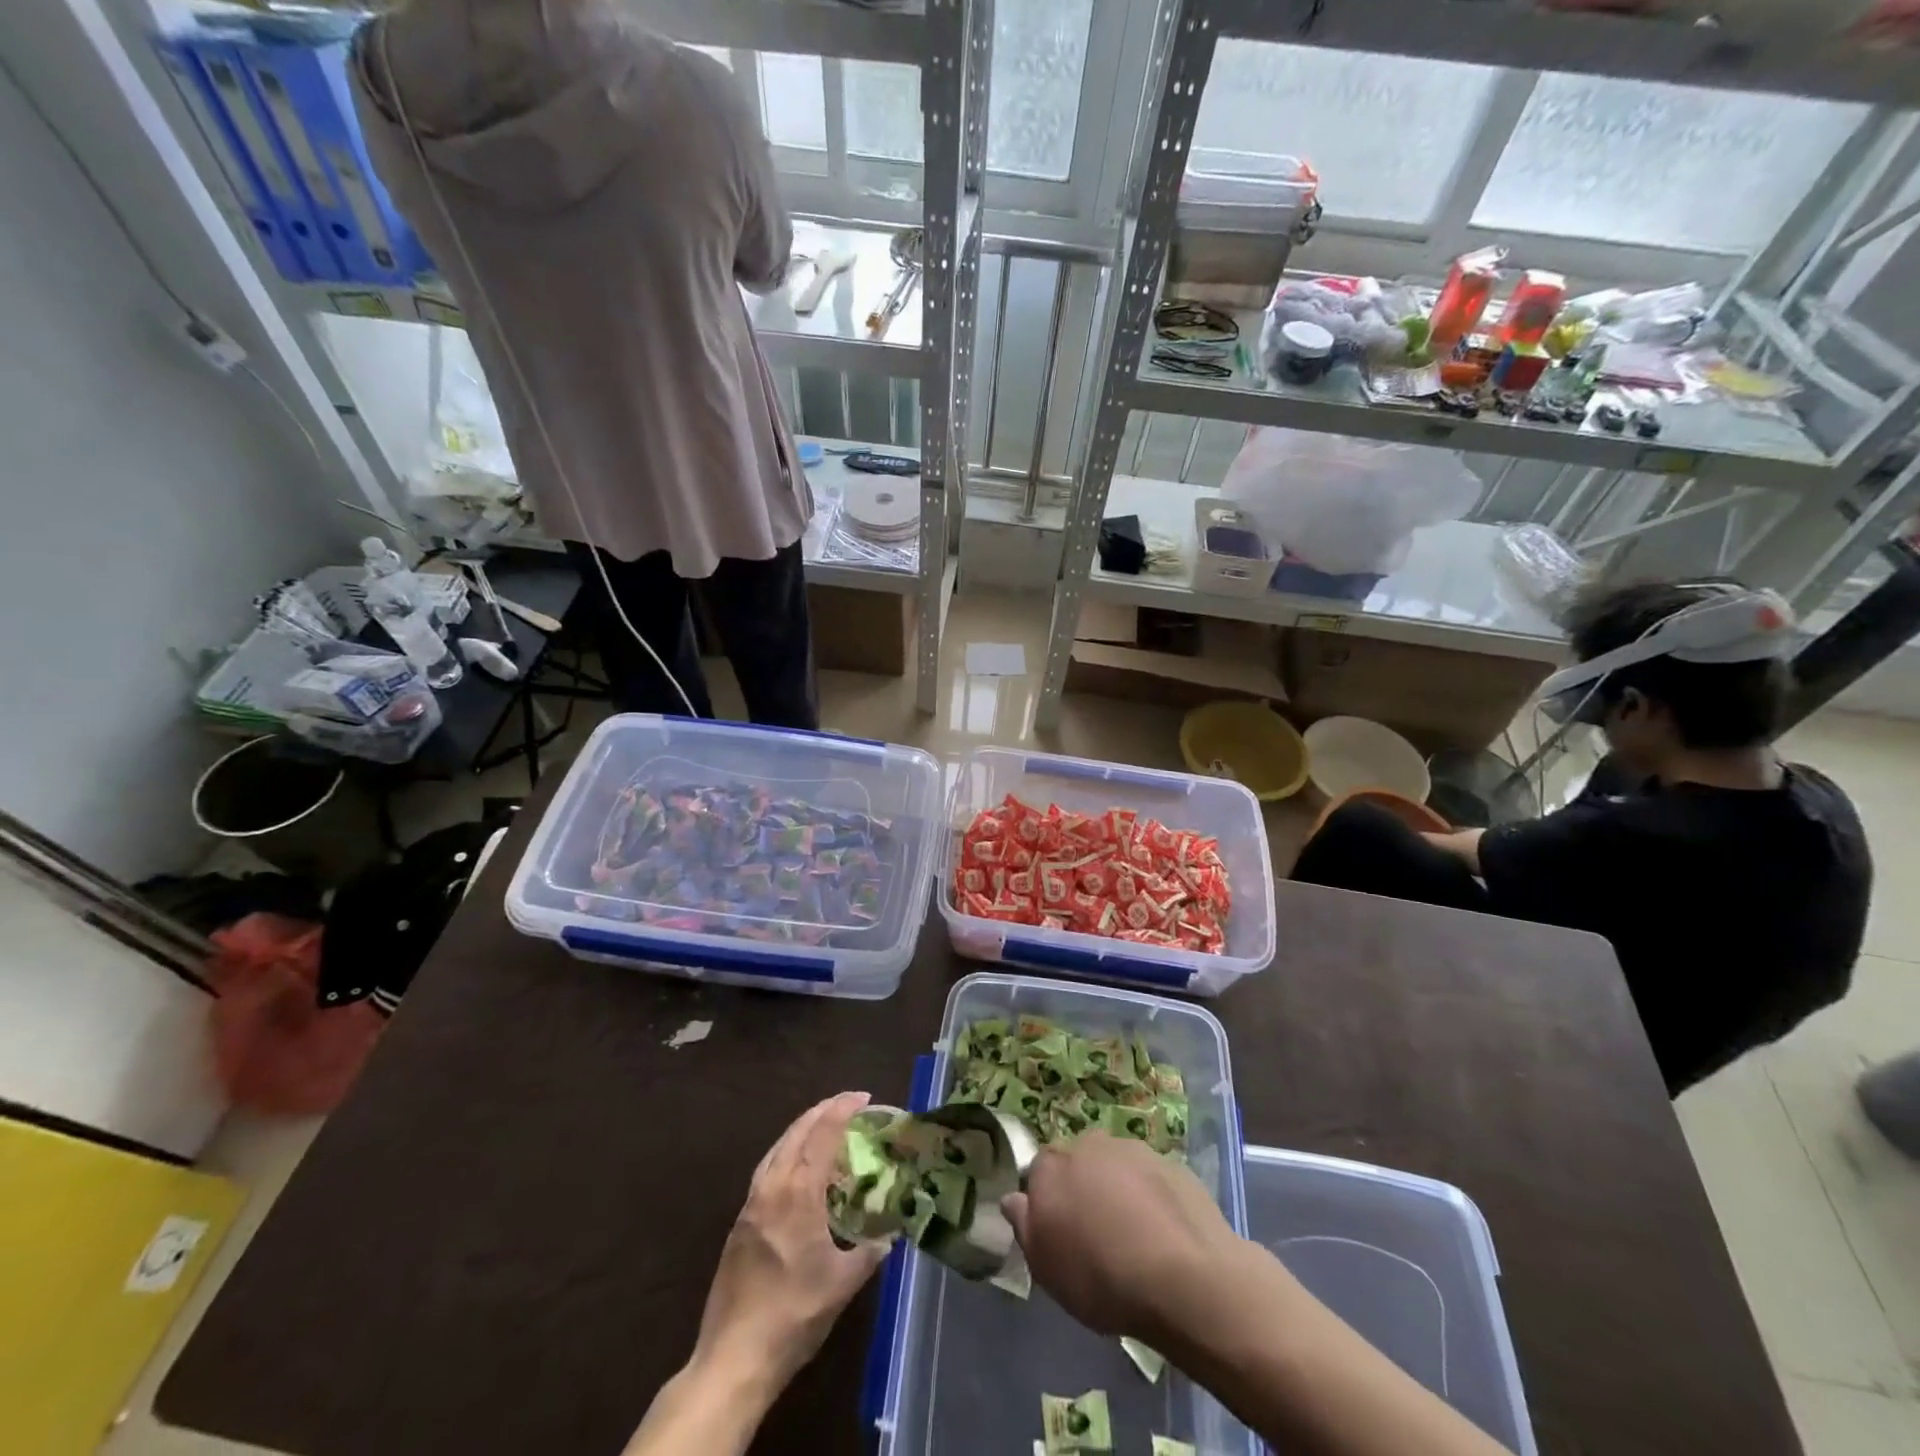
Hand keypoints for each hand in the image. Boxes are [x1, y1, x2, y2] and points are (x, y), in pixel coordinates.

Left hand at [691, 1091, 890, 1396]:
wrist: (734, 1358)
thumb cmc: (794, 1316)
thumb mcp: (843, 1283)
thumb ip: (870, 1252)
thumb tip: (890, 1234)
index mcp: (798, 1193)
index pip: (822, 1134)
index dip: (843, 1109)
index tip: (864, 1097)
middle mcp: (772, 1187)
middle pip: (796, 1132)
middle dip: (822, 1111)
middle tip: (847, 1104)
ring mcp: (751, 1204)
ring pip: (777, 1148)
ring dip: (801, 1129)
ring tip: (823, 1126)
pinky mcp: (740, 1223)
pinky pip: (766, 1170)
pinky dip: (786, 1154)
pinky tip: (797, 1170)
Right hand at [1001, 1132, 1234, 1337]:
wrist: (1183, 1277)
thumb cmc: (1101, 1277)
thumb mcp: (1047, 1267)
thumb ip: (1025, 1225)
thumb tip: (1014, 1198)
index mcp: (1051, 1165)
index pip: (1038, 1170)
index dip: (1048, 1199)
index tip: (1059, 1230)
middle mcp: (1089, 1143)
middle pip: (1078, 1161)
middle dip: (1083, 1186)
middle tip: (1095, 1231)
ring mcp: (1133, 1149)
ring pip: (1116, 1165)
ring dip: (1118, 1188)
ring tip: (1133, 1235)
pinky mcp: (1171, 1162)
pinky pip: (1151, 1178)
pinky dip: (1151, 1196)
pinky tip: (1163, 1232)